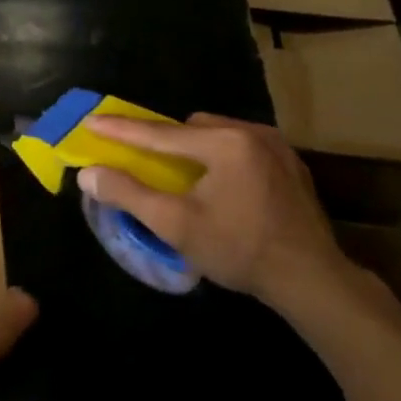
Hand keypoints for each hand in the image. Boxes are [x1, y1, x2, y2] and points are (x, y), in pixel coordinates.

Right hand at [79, 114, 350, 311]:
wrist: (312, 279)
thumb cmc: (239, 250)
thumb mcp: (175, 225)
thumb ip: (128, 194)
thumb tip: (88, 173)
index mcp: (224, 143)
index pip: (159, 133)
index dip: (121, 130)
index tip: (91, 121)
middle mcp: (252, 133)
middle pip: (191, 128)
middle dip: (163, 141)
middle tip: (141, 159)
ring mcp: (277, 147)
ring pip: (218, 135)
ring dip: (193, 149)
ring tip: (180, 175)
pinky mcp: (290, 165)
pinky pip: (241, 148)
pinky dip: (220, 158)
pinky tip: (218, 185)